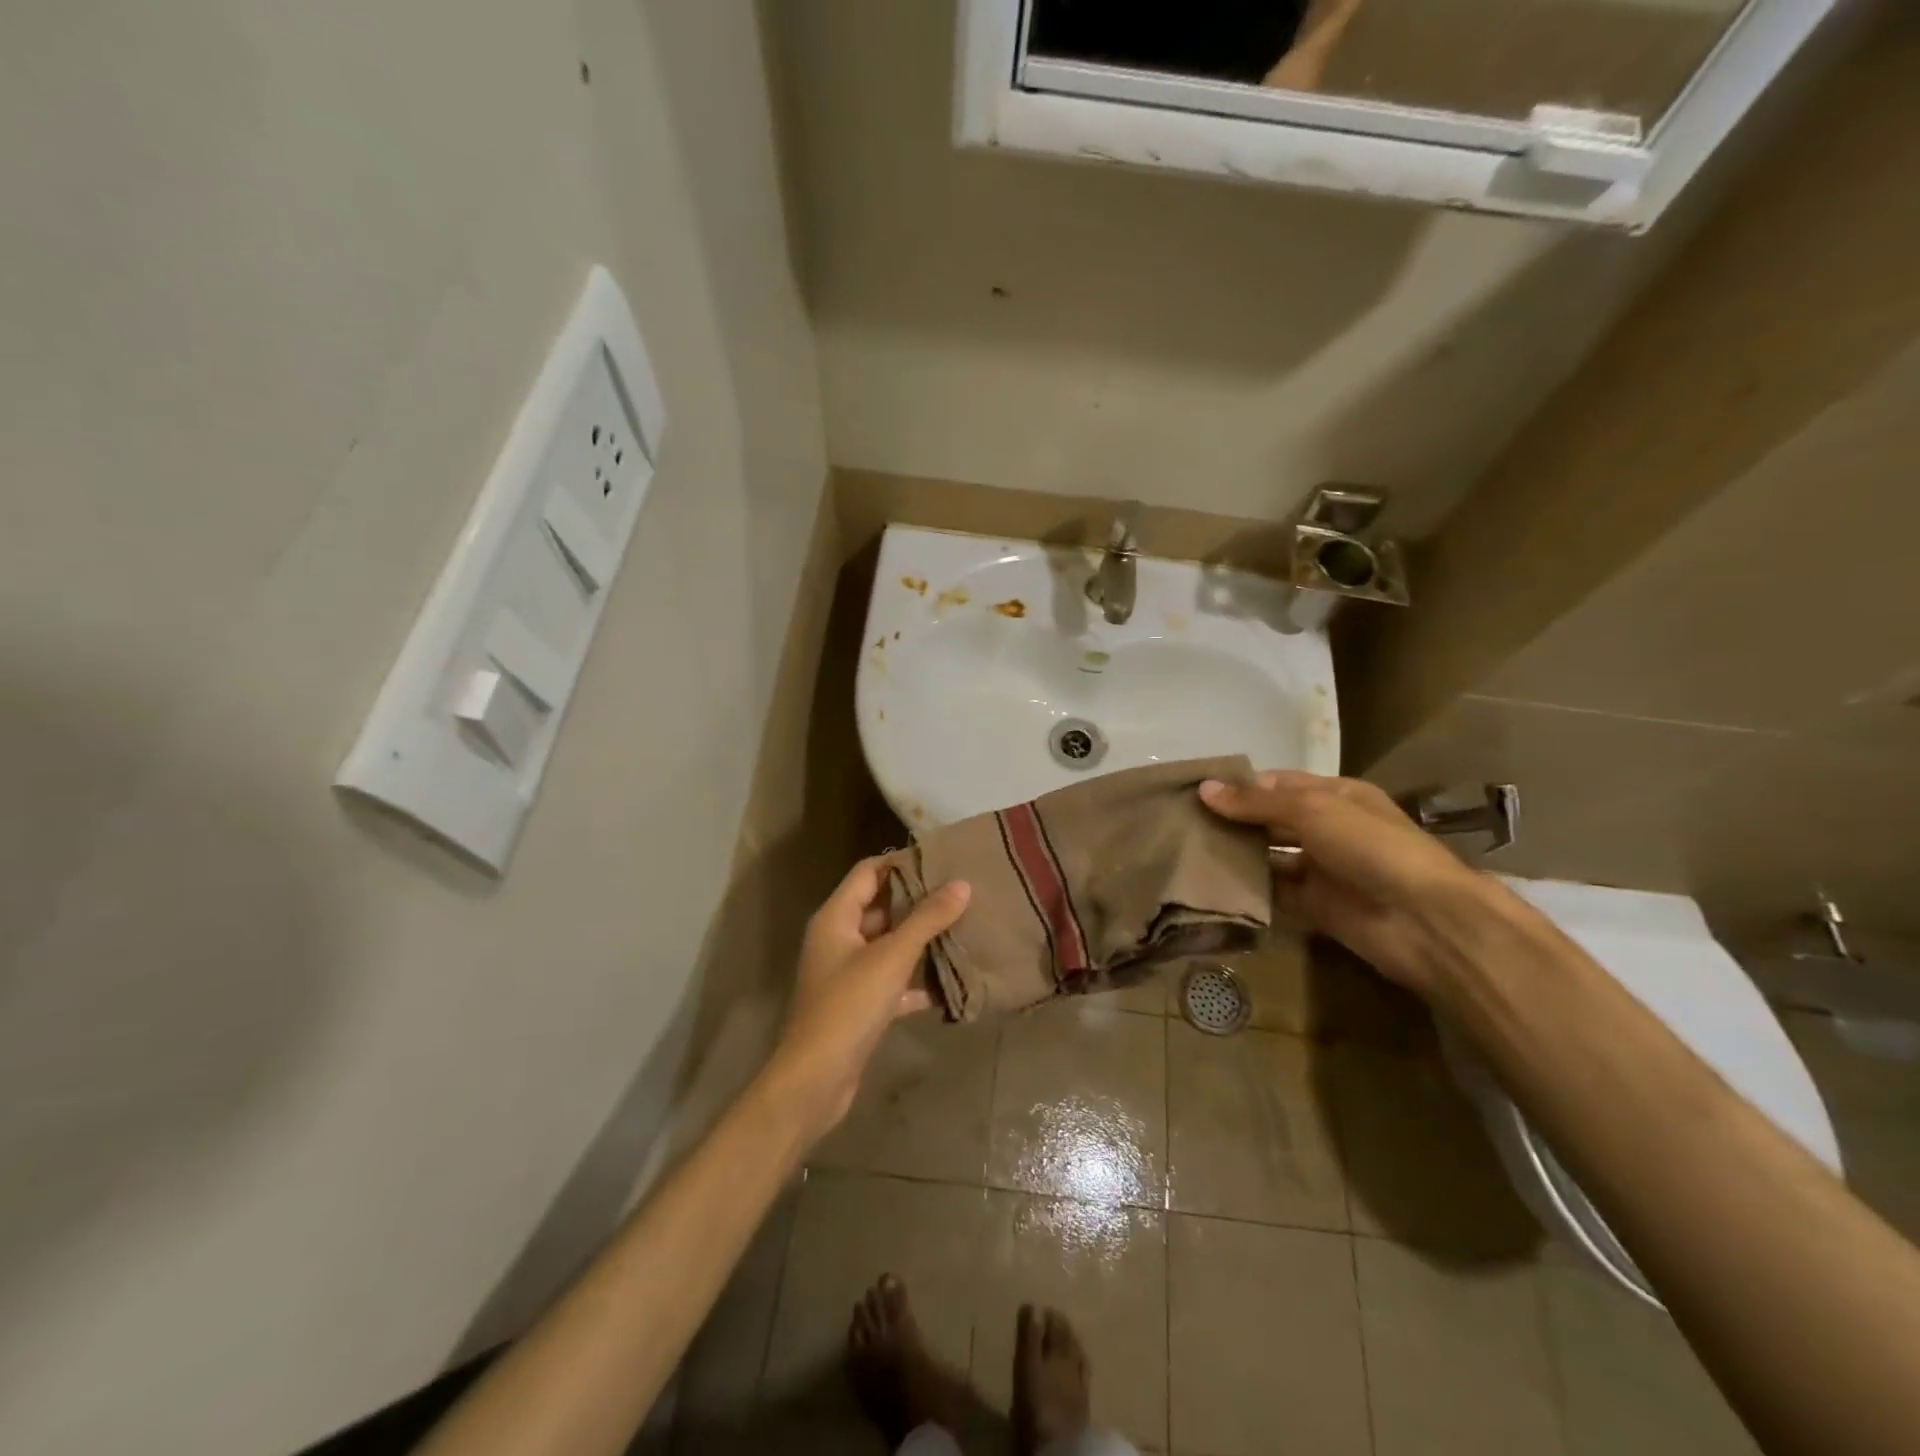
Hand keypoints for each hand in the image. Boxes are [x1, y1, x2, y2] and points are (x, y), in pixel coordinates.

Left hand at [765, 858, 970, 1143]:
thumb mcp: (892, 958)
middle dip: (918, 901)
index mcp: (836, 918)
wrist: (815, 1081)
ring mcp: (847, 974)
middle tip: (961, 893)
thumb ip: (927, 919)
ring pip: (889, 945)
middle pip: (881, 907)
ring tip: (964, 928)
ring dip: (921, 940)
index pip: (868, 872)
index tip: (941, 860)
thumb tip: (962, 884)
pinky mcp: (859, 1005)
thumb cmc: (848, 1007)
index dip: (901, 863)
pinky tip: (950, 982)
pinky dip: (916, 981)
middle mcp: (838, 939)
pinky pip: (892, 982)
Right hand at [1198, 769, 1498, 997]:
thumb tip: (1203, 789)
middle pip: (1271, 820)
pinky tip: (1212, 885)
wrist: (1422, 920)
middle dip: (1233, 820)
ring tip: (1188, 852)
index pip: (1278, 783)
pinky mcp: (1315, 907)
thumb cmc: (1371, 847)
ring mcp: (1322, 869)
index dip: (1239, 786)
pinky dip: (1248, 889)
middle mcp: (1328, 828)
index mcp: (1336, 796)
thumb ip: (1256, 802)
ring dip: (1237, 855)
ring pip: (1270, 857)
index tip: (1195, 792)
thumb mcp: (1313, 810)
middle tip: (1182, 823)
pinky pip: (1275, 893)